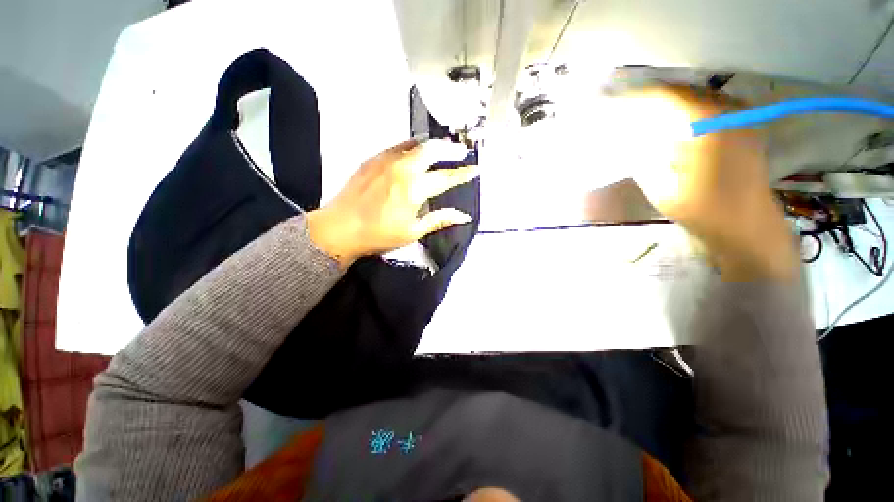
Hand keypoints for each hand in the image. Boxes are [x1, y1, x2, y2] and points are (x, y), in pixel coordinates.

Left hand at [306, 139, 477, 267]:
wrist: (340, 228)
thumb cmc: (379, 234)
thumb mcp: (413, 232)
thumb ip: (439, 219)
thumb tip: (463, 216)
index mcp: (413, 189)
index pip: (445, 177)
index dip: (463, 173)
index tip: (475, 168)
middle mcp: (402, 168)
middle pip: (431, 149)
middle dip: (450, 148)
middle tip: (461, 151)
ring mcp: (385, 160)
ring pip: (414, 143)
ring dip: (431, 144)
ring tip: (442, 148)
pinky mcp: (372, 159)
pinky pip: (397, 146)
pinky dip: (411, 146)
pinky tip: (414, 152)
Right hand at [624, 86, 798, 280]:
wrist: (746, 226)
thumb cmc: (701, 210)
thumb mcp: (660, 186)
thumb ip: (643, 157)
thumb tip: (628, 137)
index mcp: (707, 124)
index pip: (666, 96)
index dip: (638, 98)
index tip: (615, 103)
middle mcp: (728, 111)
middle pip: (682, 93)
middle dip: (653, 101)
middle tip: (629, 112)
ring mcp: (740, 117)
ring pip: (696, 98)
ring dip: (670, 106)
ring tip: (646, 119)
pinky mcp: (744, 127)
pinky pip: (710, 109)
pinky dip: (687, 114)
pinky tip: (673, 127)